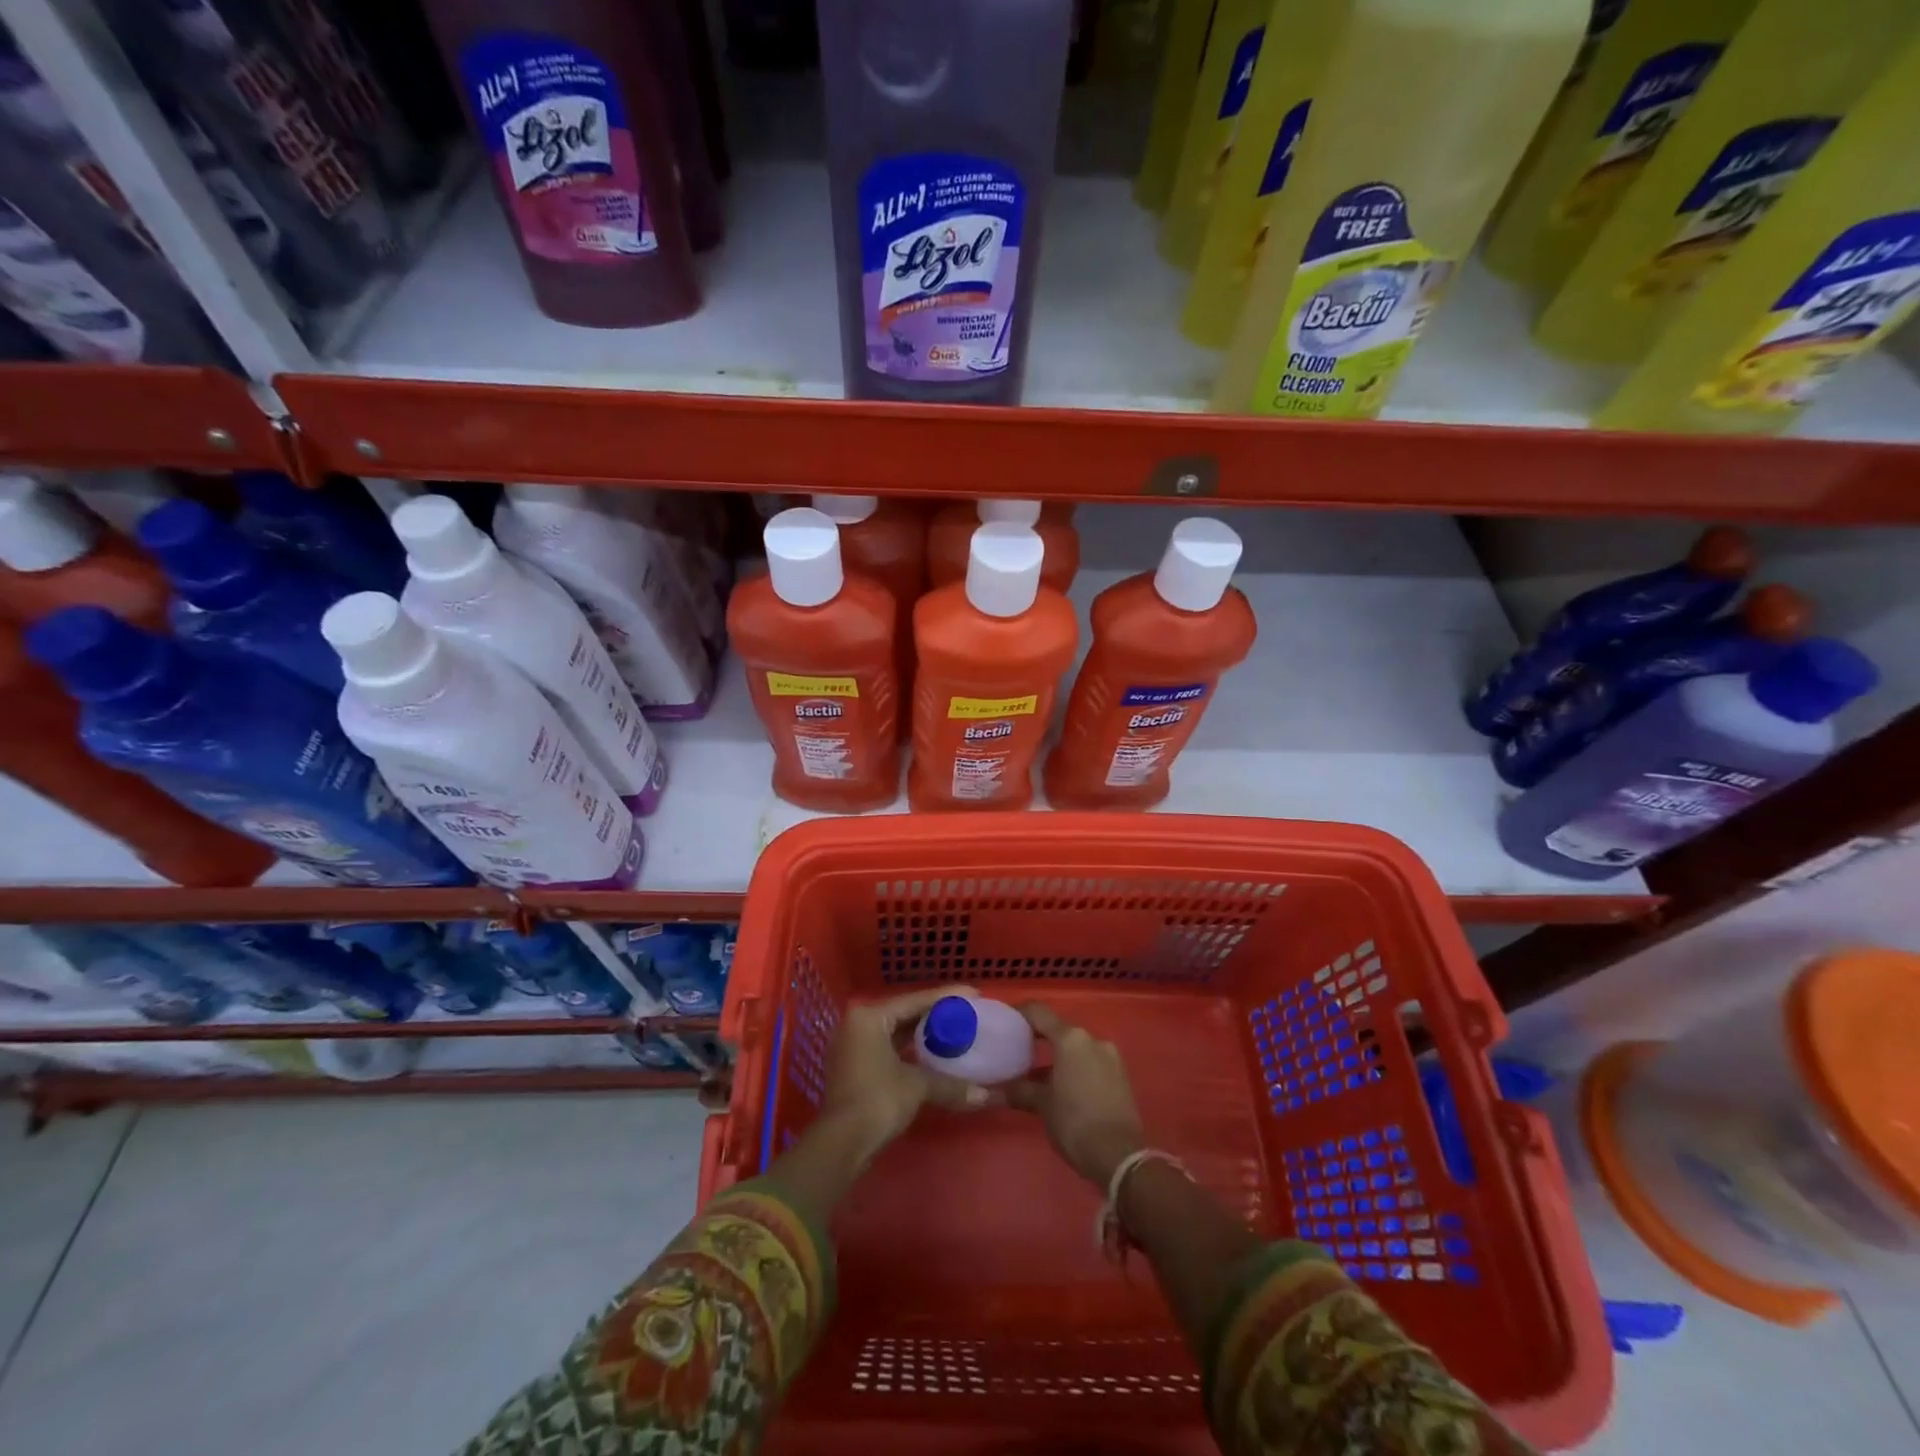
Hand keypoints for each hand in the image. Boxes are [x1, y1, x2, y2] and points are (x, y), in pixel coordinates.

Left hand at [818, 985, 994, 1163]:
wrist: (841, 1143)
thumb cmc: (878, 1100)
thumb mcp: (917, 1086)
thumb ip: (950, 1084)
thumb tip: (985, 1095)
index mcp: (870, 1016)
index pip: (914, 1000)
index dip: (946, 998)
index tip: (973, 994)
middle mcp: (857, 1024)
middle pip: (904, 1013)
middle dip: (934, 1015)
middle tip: (965, 1014)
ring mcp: (852, 1046)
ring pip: (894, 1032)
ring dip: (921, 1034)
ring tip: (953, 1032)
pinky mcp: (854, 1067)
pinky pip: (887, 1048)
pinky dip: (908, 1050)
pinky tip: (931, 1054)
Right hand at [1007, 1003, 1146, 1187]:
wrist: (1120, 1156)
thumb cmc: (1075, 1122)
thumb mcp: (1043, 1105)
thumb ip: (1021, 1091)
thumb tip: (998, 1090)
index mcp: (1071, 1039)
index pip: (1040, 1013)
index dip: (1021, 1013)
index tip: (1006, 1020)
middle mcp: (1092, 1039)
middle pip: (1060, 1030)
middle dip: (1039, 1038)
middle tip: (1018, 1050)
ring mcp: (1110, 1056)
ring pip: (1077, 1048)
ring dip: (1058, 1057)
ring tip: (1038, 1074)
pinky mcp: (1121, 1075)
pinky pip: (1091, 1062)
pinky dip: (1075, 1068)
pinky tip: (1062, 1087)